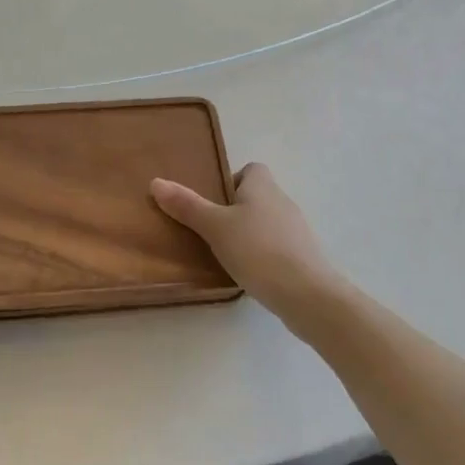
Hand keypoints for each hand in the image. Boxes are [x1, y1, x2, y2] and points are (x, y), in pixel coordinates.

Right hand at [151, 163, 342, 323]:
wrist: (308, 295)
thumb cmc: (258, 250)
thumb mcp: (215, 227)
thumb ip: (187, 206)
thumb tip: (156, 182)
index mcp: (263, 185)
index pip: (250, 169)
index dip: (231, 181)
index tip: (212, 203)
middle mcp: (282, 201)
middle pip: (255, 197)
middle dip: (234, 211)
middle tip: (209, 231)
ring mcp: (296, 230)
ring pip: (265, 223)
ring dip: (248, 235)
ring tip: (224, 255)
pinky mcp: (303, 257)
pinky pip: (276, 247)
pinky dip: (262, 256)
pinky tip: (248, 274)